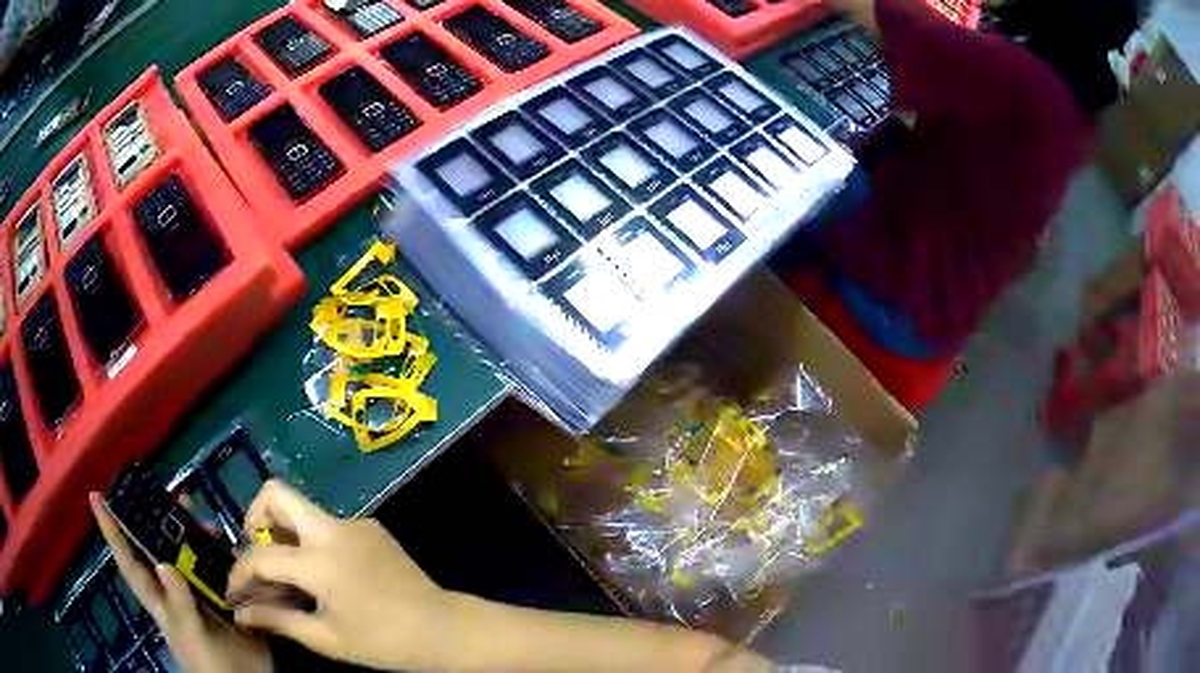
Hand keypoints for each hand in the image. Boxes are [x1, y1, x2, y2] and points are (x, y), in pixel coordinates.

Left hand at [89, 493, 271, 672]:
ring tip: (204, 518)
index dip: (111, 531)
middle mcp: (176, 593)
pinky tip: (231, 546)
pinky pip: (221, 573)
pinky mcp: (227, 603)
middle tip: (168, 494)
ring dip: (195, 535)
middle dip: (160, 520)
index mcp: (160, 602)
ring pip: (191, 557)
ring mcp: (201, 598)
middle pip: (161, 550)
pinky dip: (224, 556)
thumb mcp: (192, 639)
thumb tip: (162, 562)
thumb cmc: (211, 667)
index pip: (129, 563)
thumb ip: (179, 605)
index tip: (96, 496)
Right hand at [228, 480, 452, 670]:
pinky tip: (321, 576)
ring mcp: (355, 523)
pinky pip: (328, 525)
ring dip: (284, 533)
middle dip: (256, 518)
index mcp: (319, 560)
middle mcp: (333, 529)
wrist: (445, 629)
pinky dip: (311, 542)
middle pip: (277, 494)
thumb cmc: (384, 642)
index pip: (260, 556)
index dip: (239, 574)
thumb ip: (278, 620)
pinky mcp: (372, 527)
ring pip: (303, 510)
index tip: (234, 593)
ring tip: (286, 574)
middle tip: (256, 554)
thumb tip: (241, 613)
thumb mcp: (326, 638)